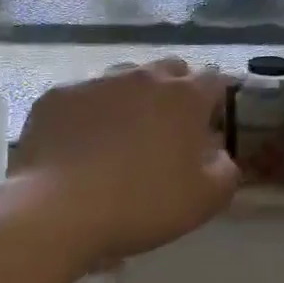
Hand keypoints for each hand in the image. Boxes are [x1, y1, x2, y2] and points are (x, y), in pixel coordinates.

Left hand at [9, 59, 237, 260]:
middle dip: (176, 91)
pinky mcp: (58, 96)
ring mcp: (99, 82)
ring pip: (125, 78)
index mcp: (186, 96)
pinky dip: (89, 114)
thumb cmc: (142, 203)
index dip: (215, 100)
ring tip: (122, 136)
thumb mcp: (206, 200)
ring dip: (132, 98)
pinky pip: (83, 97)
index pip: (214, 79)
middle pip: (170, 70)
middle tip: (168, 129)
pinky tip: (80, 146)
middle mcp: (145, 76)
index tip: (210, 125)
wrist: (56, 212)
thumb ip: (226, 170)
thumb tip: (220, 155)